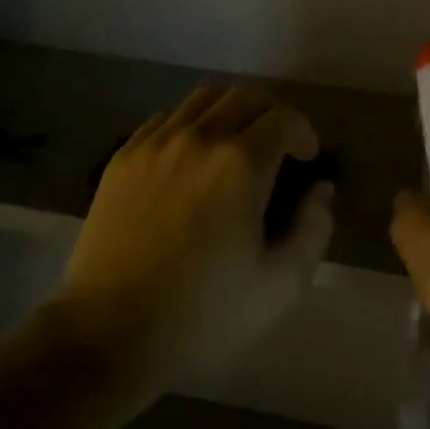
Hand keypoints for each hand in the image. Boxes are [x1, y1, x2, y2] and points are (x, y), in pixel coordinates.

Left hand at [54, 84, 334, 386]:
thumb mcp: (280, 285)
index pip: (285, 119)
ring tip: (234, 146)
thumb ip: (314, 229)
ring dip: (230, 112)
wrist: (108, 333)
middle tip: (276, 147)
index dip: (304, 133)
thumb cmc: (203, 313)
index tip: (306, 159)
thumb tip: (321, 189)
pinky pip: (166, 118)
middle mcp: (200, 138)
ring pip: (204, 98)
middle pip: (245, 95)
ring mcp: (156, 143)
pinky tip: (190, 159)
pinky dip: (190, 125)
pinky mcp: (123, 156)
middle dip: (271, 114)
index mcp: (241, 164)